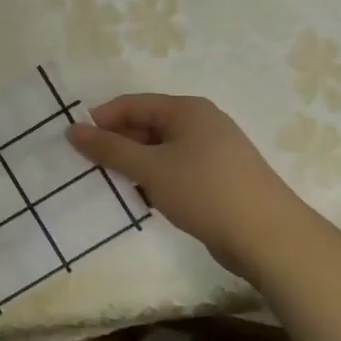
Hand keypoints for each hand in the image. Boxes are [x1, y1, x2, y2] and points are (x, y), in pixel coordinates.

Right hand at [67, 94, 302, 279]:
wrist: (267, 236)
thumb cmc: (204, 191)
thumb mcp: (150, 168)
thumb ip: (109, 149)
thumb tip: (73, 130)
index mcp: (187, 110)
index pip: (132, 104)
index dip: (101, 120)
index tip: (74, 143)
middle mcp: (201, 123)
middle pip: (146, 125)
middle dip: (116, 144)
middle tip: (86, 168)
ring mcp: (212, 151)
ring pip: (159, 150)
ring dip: (133, 165)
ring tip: (108, 185)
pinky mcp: (217, 178)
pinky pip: (175, 169)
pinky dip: (154, 179)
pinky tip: (140, 199)